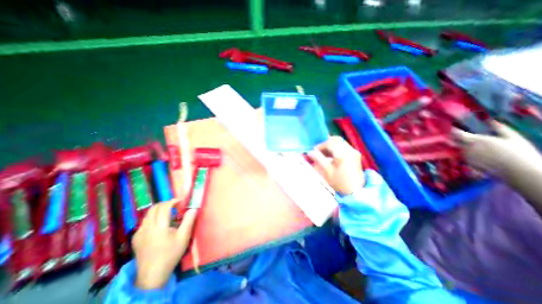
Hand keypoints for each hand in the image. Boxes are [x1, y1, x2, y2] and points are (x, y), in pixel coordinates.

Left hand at [134, 201, 196, 288]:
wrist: (152, 274)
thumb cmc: (171, 254)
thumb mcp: (184, 237)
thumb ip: (189, 221)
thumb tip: (193, 208)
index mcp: (160, 227)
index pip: (164, 207)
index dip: (173, 201)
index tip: (181, 201)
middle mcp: (147, 227)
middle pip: (154, 208)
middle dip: (166, 203)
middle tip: (175, 206)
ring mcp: (139, 233)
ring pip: (148, 214)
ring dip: (158, 210)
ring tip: (168, 213)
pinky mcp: (136, 238)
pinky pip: (144, 222)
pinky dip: (152, 217)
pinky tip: (159, 224)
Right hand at [310, 135, 363, 194]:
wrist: (355, 192)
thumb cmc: (339, 182)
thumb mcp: (326, 171)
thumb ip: (318, 159)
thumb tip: (310, 152)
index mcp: (343, 154)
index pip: (330, 143)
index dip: (320, 146)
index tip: (314, 151)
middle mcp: (350, 150)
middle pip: (336, 140)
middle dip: (326, 143)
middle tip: (318, 150)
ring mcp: (354, 152)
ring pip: (340, 143)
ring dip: (331, 146)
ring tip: (323, 154)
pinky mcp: (355, 156)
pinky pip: (344, 147)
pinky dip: (336, 149)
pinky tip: (331, 156)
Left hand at [455, 121, 541, 177]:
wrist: (520, 171)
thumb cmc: (519, 152)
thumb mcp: (513, 137)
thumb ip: (500, 128)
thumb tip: (492, 120)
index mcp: (477, 140)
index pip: (458, 134)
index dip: (453, 130)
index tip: (451, 127)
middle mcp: (469, 148)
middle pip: (454, 141)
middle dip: (452, 138)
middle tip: (453, 135)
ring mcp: (467, 156)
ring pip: (458, 148)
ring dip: (458, 145)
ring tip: (460, 143)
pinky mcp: (469, 163)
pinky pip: (463, 156)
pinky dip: (464, 153)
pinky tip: (472, 152)